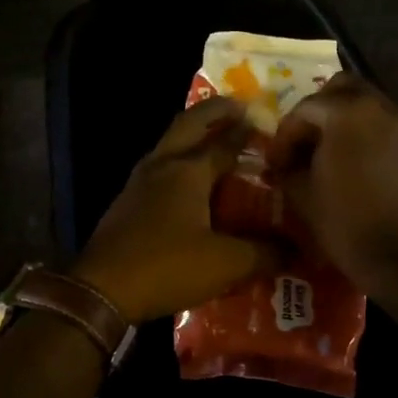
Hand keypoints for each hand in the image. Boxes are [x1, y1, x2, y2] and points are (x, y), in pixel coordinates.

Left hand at [73, 98, 281, 322]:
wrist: (101, 290)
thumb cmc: (166, 267)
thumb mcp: (225, 264)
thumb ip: (264, 253)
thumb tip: (297, 250)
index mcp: (188, 170)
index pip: (225, 141)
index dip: (247, 131)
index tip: (266, 120)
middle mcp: (162, 165)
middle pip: (189, 124)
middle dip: (214, 112)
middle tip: (237, 107)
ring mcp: (139, 182)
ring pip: (170, 144)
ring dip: (193, 135)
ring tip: (215, 140)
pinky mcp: (127, 201)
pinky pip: (159, 167)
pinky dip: (179, 160)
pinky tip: (188, 181)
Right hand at [265, 74, 397, 287]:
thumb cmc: (345, 223)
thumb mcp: (301, 194)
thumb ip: (287, 166)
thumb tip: (283, 161)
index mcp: (347, 113)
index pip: (306, 107)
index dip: (285, 134)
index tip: (276, 161)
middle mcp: (381, 106)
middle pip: (342, 89)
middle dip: (319, 110)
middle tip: (304, 141)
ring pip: (370, 104)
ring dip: (348, 119)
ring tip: (334, 151)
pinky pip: (394, 125)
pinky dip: (376, 133)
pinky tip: (367, 159)